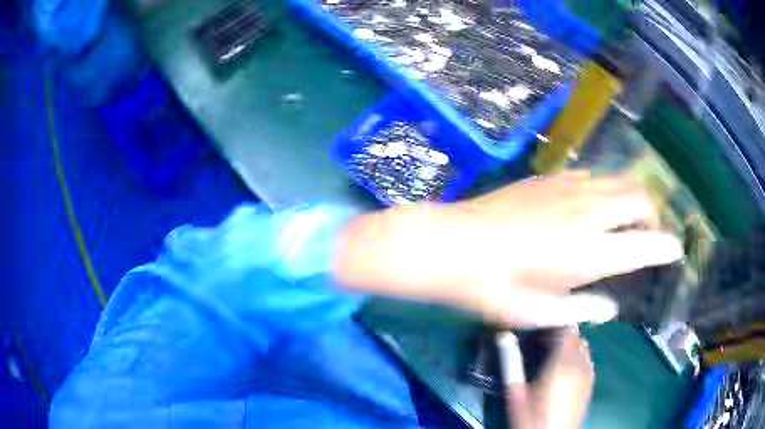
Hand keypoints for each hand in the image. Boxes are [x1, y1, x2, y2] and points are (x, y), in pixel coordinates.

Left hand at [448, 171, 682, 324]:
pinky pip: (593, 176)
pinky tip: (595, 205)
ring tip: (629, 219)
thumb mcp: (540, 313)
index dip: (667, 246)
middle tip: (651, 235)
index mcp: (590, 252)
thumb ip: (583, 308)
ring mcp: (569, 188)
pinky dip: (607, 189)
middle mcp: (589, 212)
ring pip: (619, 181)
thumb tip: (610, 305)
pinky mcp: (550, 177)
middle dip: (654, 216)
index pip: (647, 244)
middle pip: (640, 200)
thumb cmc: (494, 289)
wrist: (452, 246)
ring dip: (633, 198)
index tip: (676, 249)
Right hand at [504, 329, 594, 428]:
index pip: (567, 328)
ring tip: (552, 355)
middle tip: (541, 341)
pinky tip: (563, 370)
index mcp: (563, 363)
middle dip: (560, 334)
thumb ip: (511, 361)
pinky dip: (577, 357)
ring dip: (570, 345)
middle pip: (576, 336)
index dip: (555, 323)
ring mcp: (589, 375)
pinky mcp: (591, 385)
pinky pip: (587, 360)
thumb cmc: (530, 418)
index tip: (540, 326)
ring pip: (583, 347)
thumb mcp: (515, 391)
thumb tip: (503, 336)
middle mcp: (581, 364)